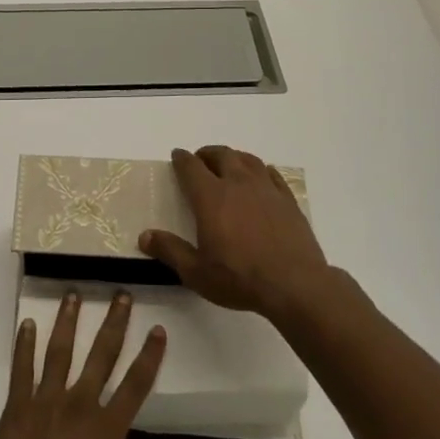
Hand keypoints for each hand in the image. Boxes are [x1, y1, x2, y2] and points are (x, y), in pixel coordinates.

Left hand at [0, 291, 171, 438]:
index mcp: (105, 433)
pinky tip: (26, 323)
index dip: (149, 357)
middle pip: (101, 357)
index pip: (135, 387)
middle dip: (114, 324)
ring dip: (68, 322)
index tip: (158, 329)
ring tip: (72, 294)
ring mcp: (45, 402)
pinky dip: (24, 345)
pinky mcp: (16, 406)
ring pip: (60, 352)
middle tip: (122, 295)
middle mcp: (79, 407)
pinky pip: (21, 369)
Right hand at [139, 145, 330, 318]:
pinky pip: (272, 174)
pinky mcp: (288, 200)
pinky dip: (260, 170)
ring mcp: (266, 189)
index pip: (191, 167)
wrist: (295, 284)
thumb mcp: (196, 272)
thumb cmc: (240, 278)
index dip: (181, 159)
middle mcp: (238, 184)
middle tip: (201, 160)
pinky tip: (261, 178)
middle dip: (207, 154)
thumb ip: (170, 250)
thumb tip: (145, 236)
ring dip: (234, 157)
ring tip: (228, 164)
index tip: (177, 156)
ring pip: (247, 160)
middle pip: (221, 155)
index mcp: (211, 197)